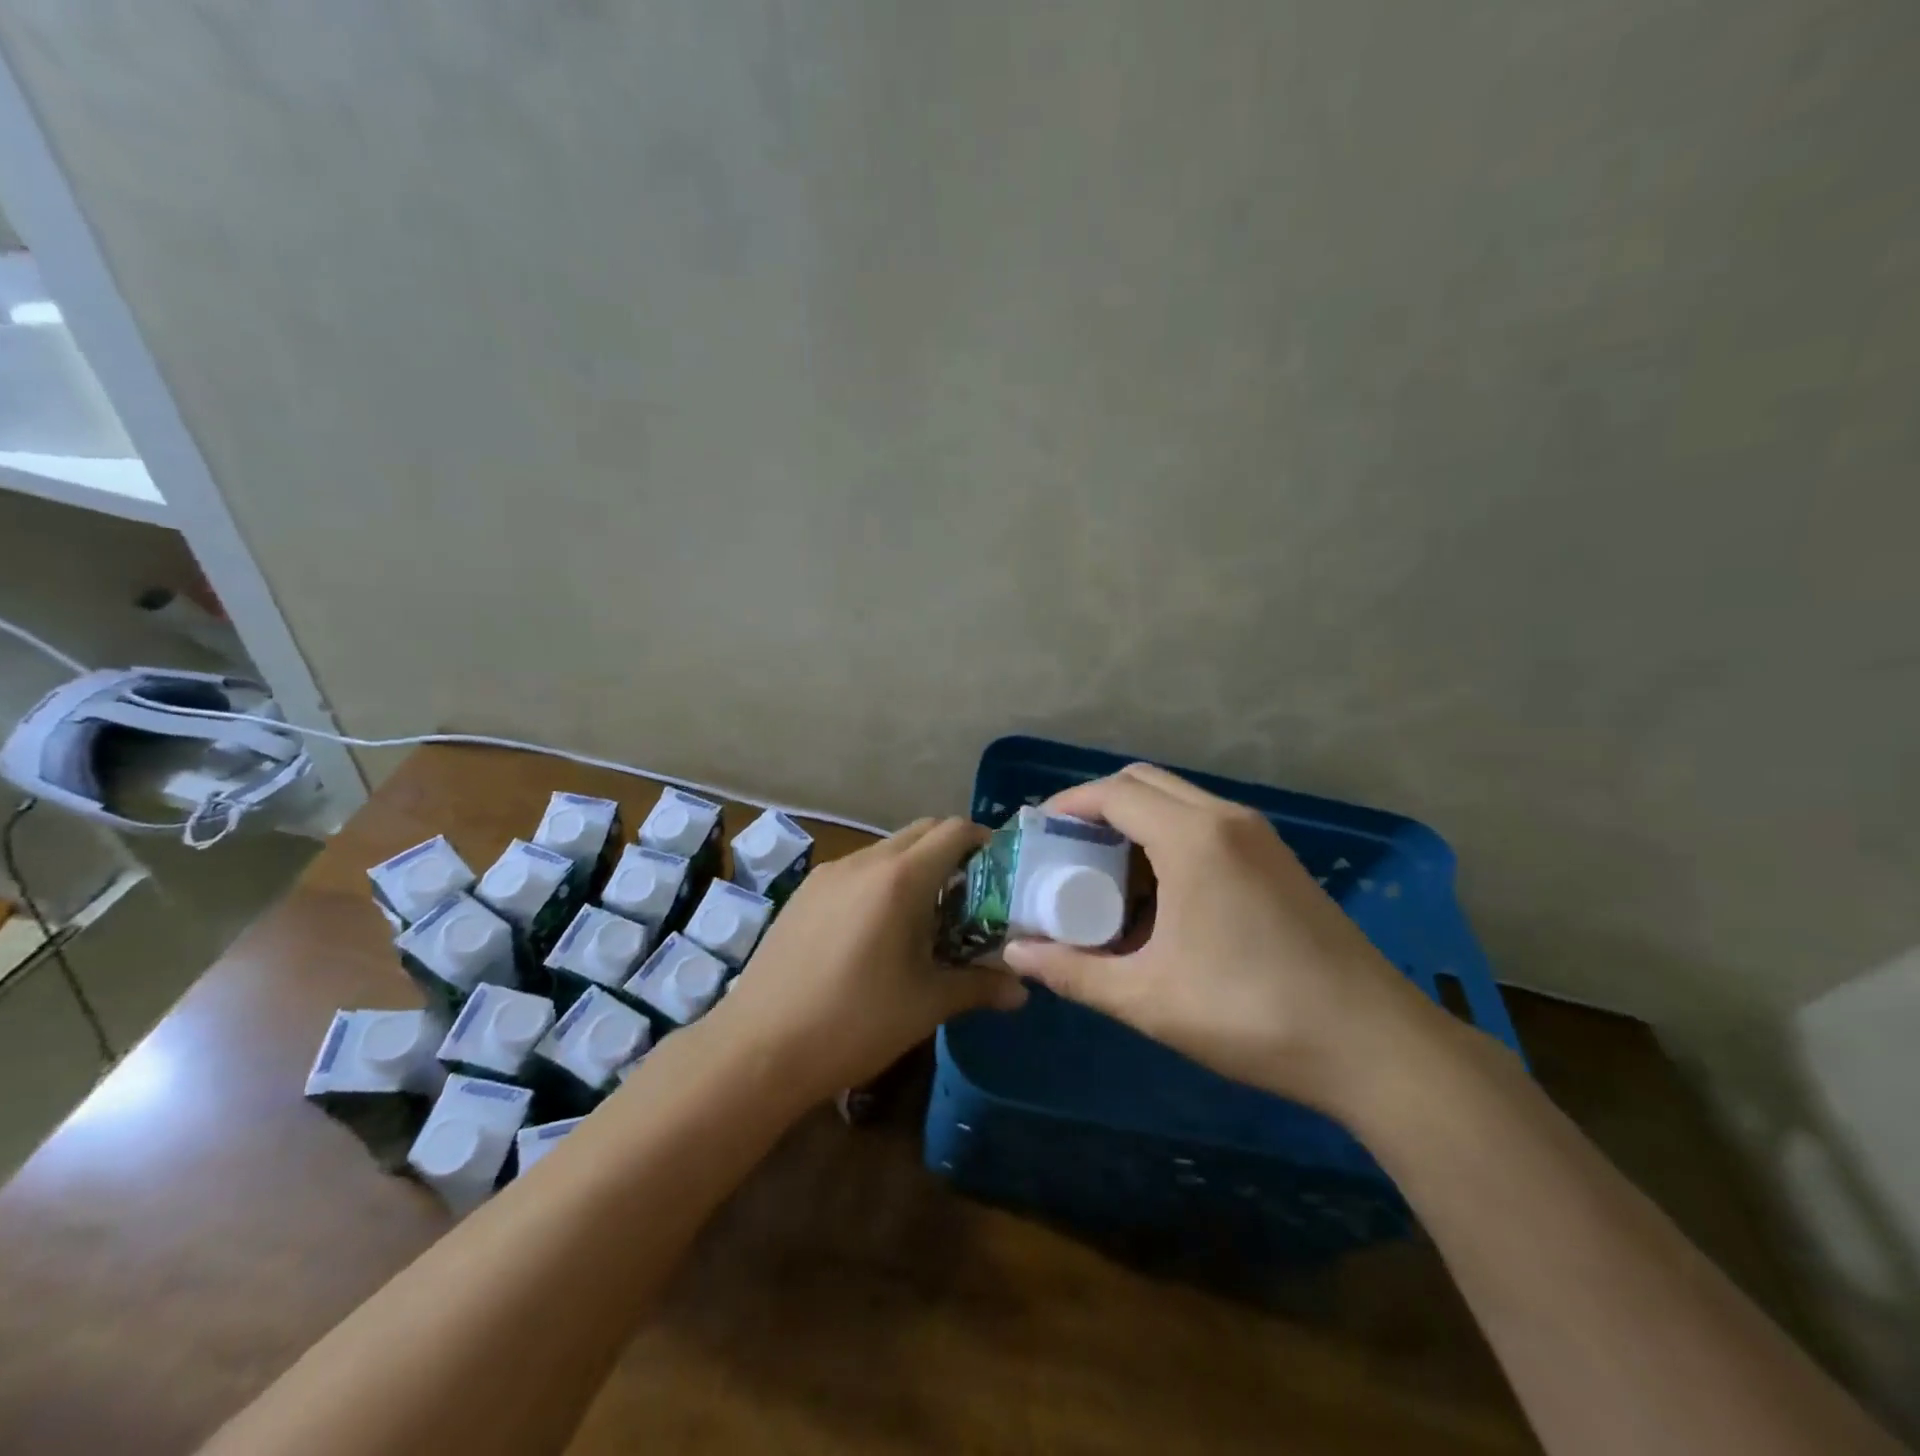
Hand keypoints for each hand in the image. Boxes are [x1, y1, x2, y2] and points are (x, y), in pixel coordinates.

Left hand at [714, 818, 1027, 1104]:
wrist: (758, 1047)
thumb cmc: (854, 1022)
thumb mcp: (926, 1005)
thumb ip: (979, 986)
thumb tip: (1022, 990)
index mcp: (900, 878)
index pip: (954, 831)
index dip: (984, 841)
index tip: (1001, 872)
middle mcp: (864, 862)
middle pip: (921, 831)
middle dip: (951, 851)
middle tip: (970, 895)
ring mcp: (828, 873)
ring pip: (886, 849)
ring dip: (914, 867)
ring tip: (925, 916)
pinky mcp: (804, 892)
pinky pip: (857, 869)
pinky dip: (881, 880)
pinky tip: (877, 929)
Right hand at [1002, 764, 1440, 1115]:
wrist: (1375, 1046)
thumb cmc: (1251, 1014)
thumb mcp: (1147, 998)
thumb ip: (1074, 973)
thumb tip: (1015, 956)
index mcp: (1193, 837)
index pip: (1112, 793)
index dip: (1066, 806)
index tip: (1036, 834)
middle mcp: (1227, 819)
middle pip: (1144, 785)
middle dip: (1097, 809)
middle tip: (1066, 854)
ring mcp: (1260, 837)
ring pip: (1178, 803)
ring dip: (1135, 825)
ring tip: (1105, 879)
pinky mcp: (1278, 861)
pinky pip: (1207, 826)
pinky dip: (1169, 841)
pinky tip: (1160, 899)